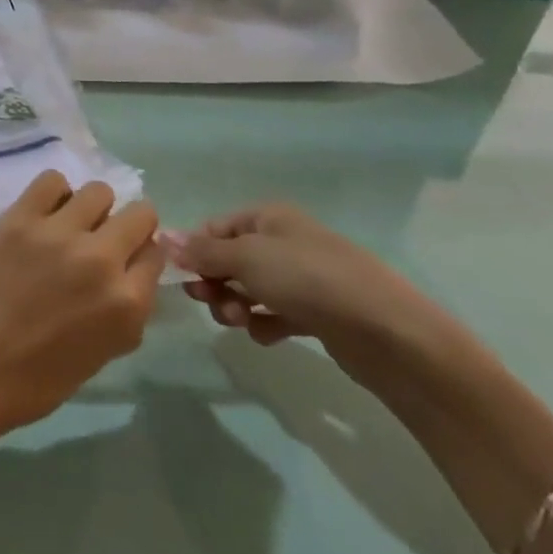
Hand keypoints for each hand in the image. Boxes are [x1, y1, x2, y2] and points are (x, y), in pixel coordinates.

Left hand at [0, 171, 168, 465]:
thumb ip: (128, 305)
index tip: (126, 260)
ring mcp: (59, 235)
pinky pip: (52, 180)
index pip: (156, 253)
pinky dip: (55, 193)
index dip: (141, 255)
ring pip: (98, 191)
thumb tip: (132, 268)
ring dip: (92, 208)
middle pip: (140, 214)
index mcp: (128, 303)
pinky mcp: (20, 219)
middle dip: (129, 226)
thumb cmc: (42, 375)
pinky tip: (46, 214)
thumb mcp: (107, 349)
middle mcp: (101, 260)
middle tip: (104, 238)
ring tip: (72, 225)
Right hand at [167, 203, 466, 393]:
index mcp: (269, 218)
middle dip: (214, 281)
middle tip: (209, 302)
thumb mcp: (246, 258)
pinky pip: (276, 313)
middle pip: (230, 259)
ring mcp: (304, 278)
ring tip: (240, 322)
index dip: (195, 250)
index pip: (215, 228)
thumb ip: (202, 251)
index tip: (183, 277)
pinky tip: (267, 335)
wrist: (388, 333)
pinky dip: (265, 324)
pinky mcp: (319, 313)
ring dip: (235, 305)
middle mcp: (285, 242)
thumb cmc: (309, 280)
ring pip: (250, 289)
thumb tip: (164, 237)